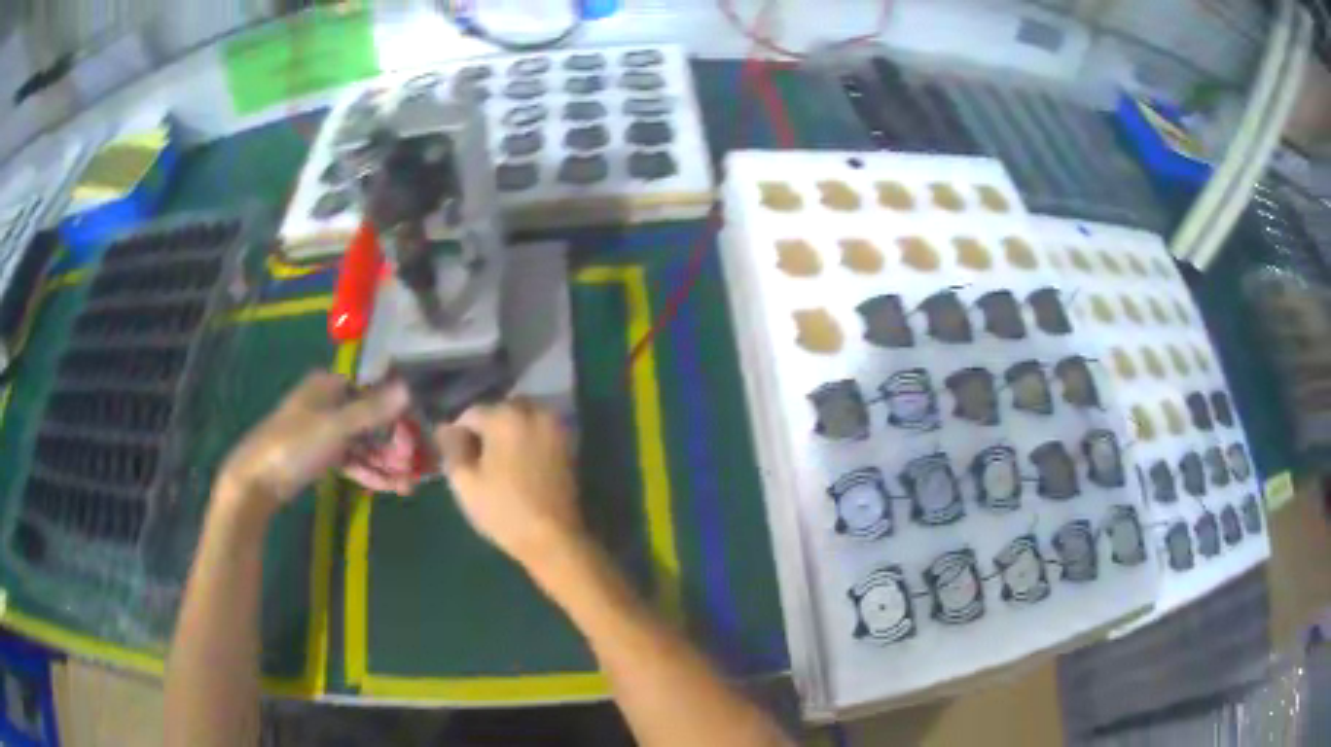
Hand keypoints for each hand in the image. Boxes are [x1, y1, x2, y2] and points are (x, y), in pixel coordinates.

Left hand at [218, 371, 408, 512]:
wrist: (257, 480)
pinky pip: (352, 461)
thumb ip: (372, 410)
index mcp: (329, 385)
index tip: (417, 435)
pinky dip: (369, 473)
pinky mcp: (321, 456)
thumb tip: (409, 387)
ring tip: (408, 485)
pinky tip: (391, 488)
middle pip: (370, 421)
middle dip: (393, 445)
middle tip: (414, 468)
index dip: (396, 413)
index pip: (372, 393)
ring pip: (363, 444)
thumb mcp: (335, 427)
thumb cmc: (294, 444)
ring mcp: (324, 431)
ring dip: (385, 463)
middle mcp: (328, 403)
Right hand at [437, 400, 583, 565]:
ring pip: (524, 417)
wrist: (554, 538)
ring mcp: (556, 427)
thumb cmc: (503, 510)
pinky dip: (528, 439)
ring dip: (510, 430)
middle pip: (501, 410)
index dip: (458, 433)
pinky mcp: (570, 444)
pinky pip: (541, 430)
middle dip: (487, 427)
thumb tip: (446, 428)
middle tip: (478, 457)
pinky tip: (521, 464)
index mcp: (505, 416)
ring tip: (500, 461)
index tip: (455, 456)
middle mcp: (534, 412)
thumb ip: (452, 448)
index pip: (471, 413)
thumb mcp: (464, 482)